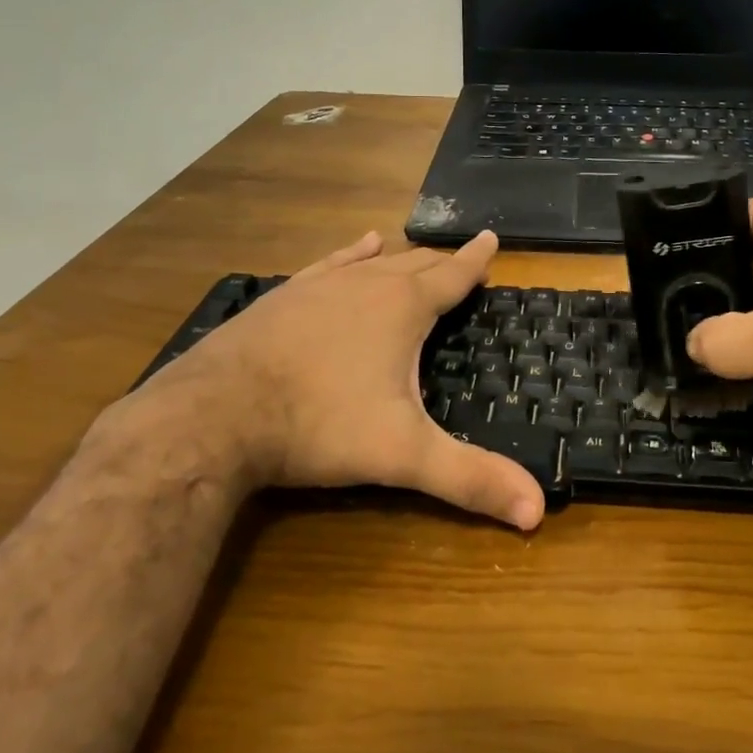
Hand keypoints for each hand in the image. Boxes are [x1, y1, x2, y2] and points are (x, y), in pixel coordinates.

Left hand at [112, 231, 544, 529]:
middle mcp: (365, 284)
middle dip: (441, 263)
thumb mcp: (403, 455)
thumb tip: (537, 514)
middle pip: (414, 265)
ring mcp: (318, 286)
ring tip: (411, 249)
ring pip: (371, 263)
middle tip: (460, 260)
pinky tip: (353, 248)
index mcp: (402, 308)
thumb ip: (470, 479)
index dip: (475, 260)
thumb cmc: (320, 425)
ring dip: (397, 259)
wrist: (215, 414)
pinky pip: (328, 265)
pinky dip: (348, 255)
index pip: (452, 276)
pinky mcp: (282, 297)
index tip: (491, 239)